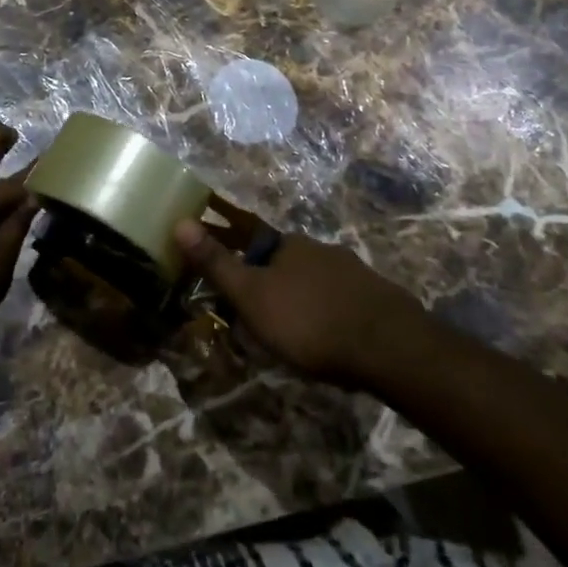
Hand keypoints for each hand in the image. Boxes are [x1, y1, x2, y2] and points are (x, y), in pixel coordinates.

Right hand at [173, 201, 426, 388]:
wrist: (388, 345)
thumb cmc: (308, 321)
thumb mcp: (252, 296)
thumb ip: (216, 263)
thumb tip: (180, 220)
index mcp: (286, 245)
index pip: (249, 238)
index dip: (233, 252)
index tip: (223, 270)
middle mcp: (317, 248)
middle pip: (281, 258)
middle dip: (266, 276)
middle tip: (255, 308)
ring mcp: (349, 270)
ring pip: (311, 277)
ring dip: (296, 294)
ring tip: (289, 325)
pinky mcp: (373, 295)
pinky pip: (337, 297)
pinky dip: (324, 309)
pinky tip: (326, 331)